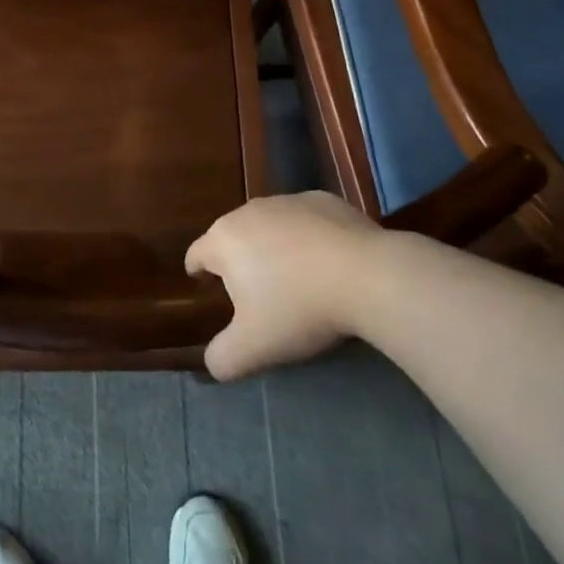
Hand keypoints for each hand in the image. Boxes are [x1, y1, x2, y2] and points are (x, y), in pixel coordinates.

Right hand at [185, 192, 383, 380]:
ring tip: (292, 278)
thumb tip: (213, 362)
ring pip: (269, 225)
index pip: (196, 253)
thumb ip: (221, 358)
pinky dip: (307, 238)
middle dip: (238, 260)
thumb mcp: (252, 348)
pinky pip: (305, 221)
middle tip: (254, 293)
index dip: (197, 271)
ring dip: (272, 246)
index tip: (203, 285)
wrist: (367, 275)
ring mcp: (289, 201)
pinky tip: (326, 263)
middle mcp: (249, 211)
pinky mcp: (324, 200)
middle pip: (233, 236)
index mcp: (224, 240)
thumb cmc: (298, 308)